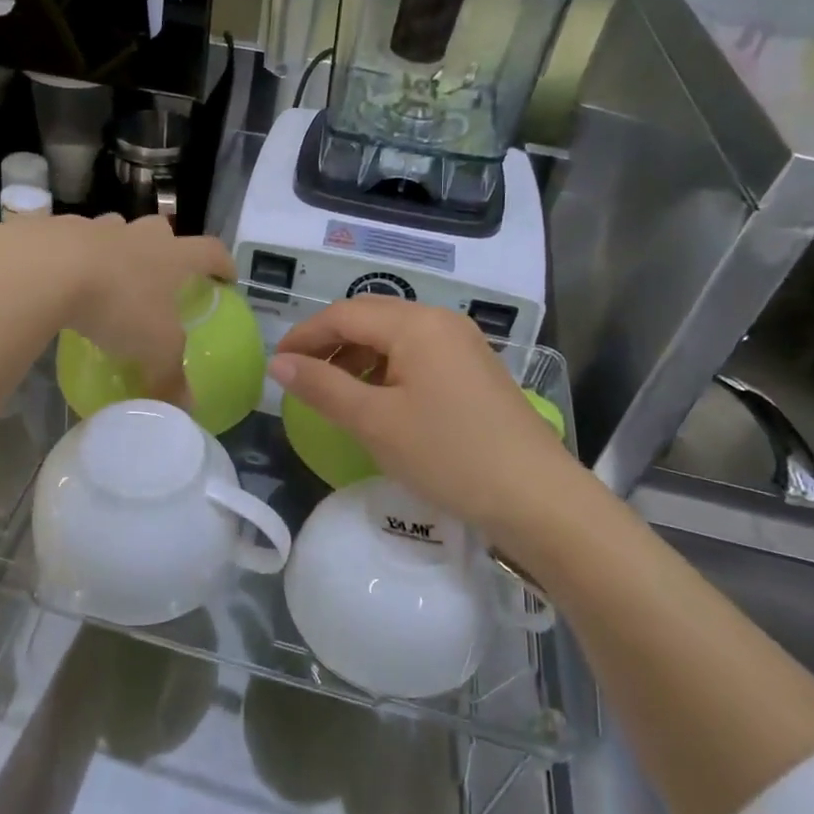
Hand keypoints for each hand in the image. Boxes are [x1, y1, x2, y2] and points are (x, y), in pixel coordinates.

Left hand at [0, 214, 233, 405]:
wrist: (47, 270)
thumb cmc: (118, 305)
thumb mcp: (154, 350)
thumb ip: (171, 377)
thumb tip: (186, 407)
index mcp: (172, 256)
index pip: (211, 252)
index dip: (223, 264)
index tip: (227, 277)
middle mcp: (139, 235)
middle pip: (161, 230)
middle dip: (165, 248)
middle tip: (160, 276)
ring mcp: (96, 227)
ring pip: (115, 231)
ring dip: (118, 249)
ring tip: (109, 278)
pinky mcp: (57, 229)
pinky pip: (73, 241)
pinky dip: (74, 257)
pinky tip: (64, 282)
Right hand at [270, 297, 590, 537]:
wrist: (537, 499)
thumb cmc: (448, 454)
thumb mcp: (374, 422)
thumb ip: (322, 387)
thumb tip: (278, 363)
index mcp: (416, 323)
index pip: (344, 314)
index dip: (304, 336)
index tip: (276, 365)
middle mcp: (441, 321)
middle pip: (370, 318)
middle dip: (330, 344)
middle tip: (301, 379)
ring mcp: (463, 345)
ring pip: (394, 338)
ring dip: (357, 358)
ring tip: (335, 395)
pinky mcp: (474, 371)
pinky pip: (417, 356)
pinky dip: (386, 371)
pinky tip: (378, 403)